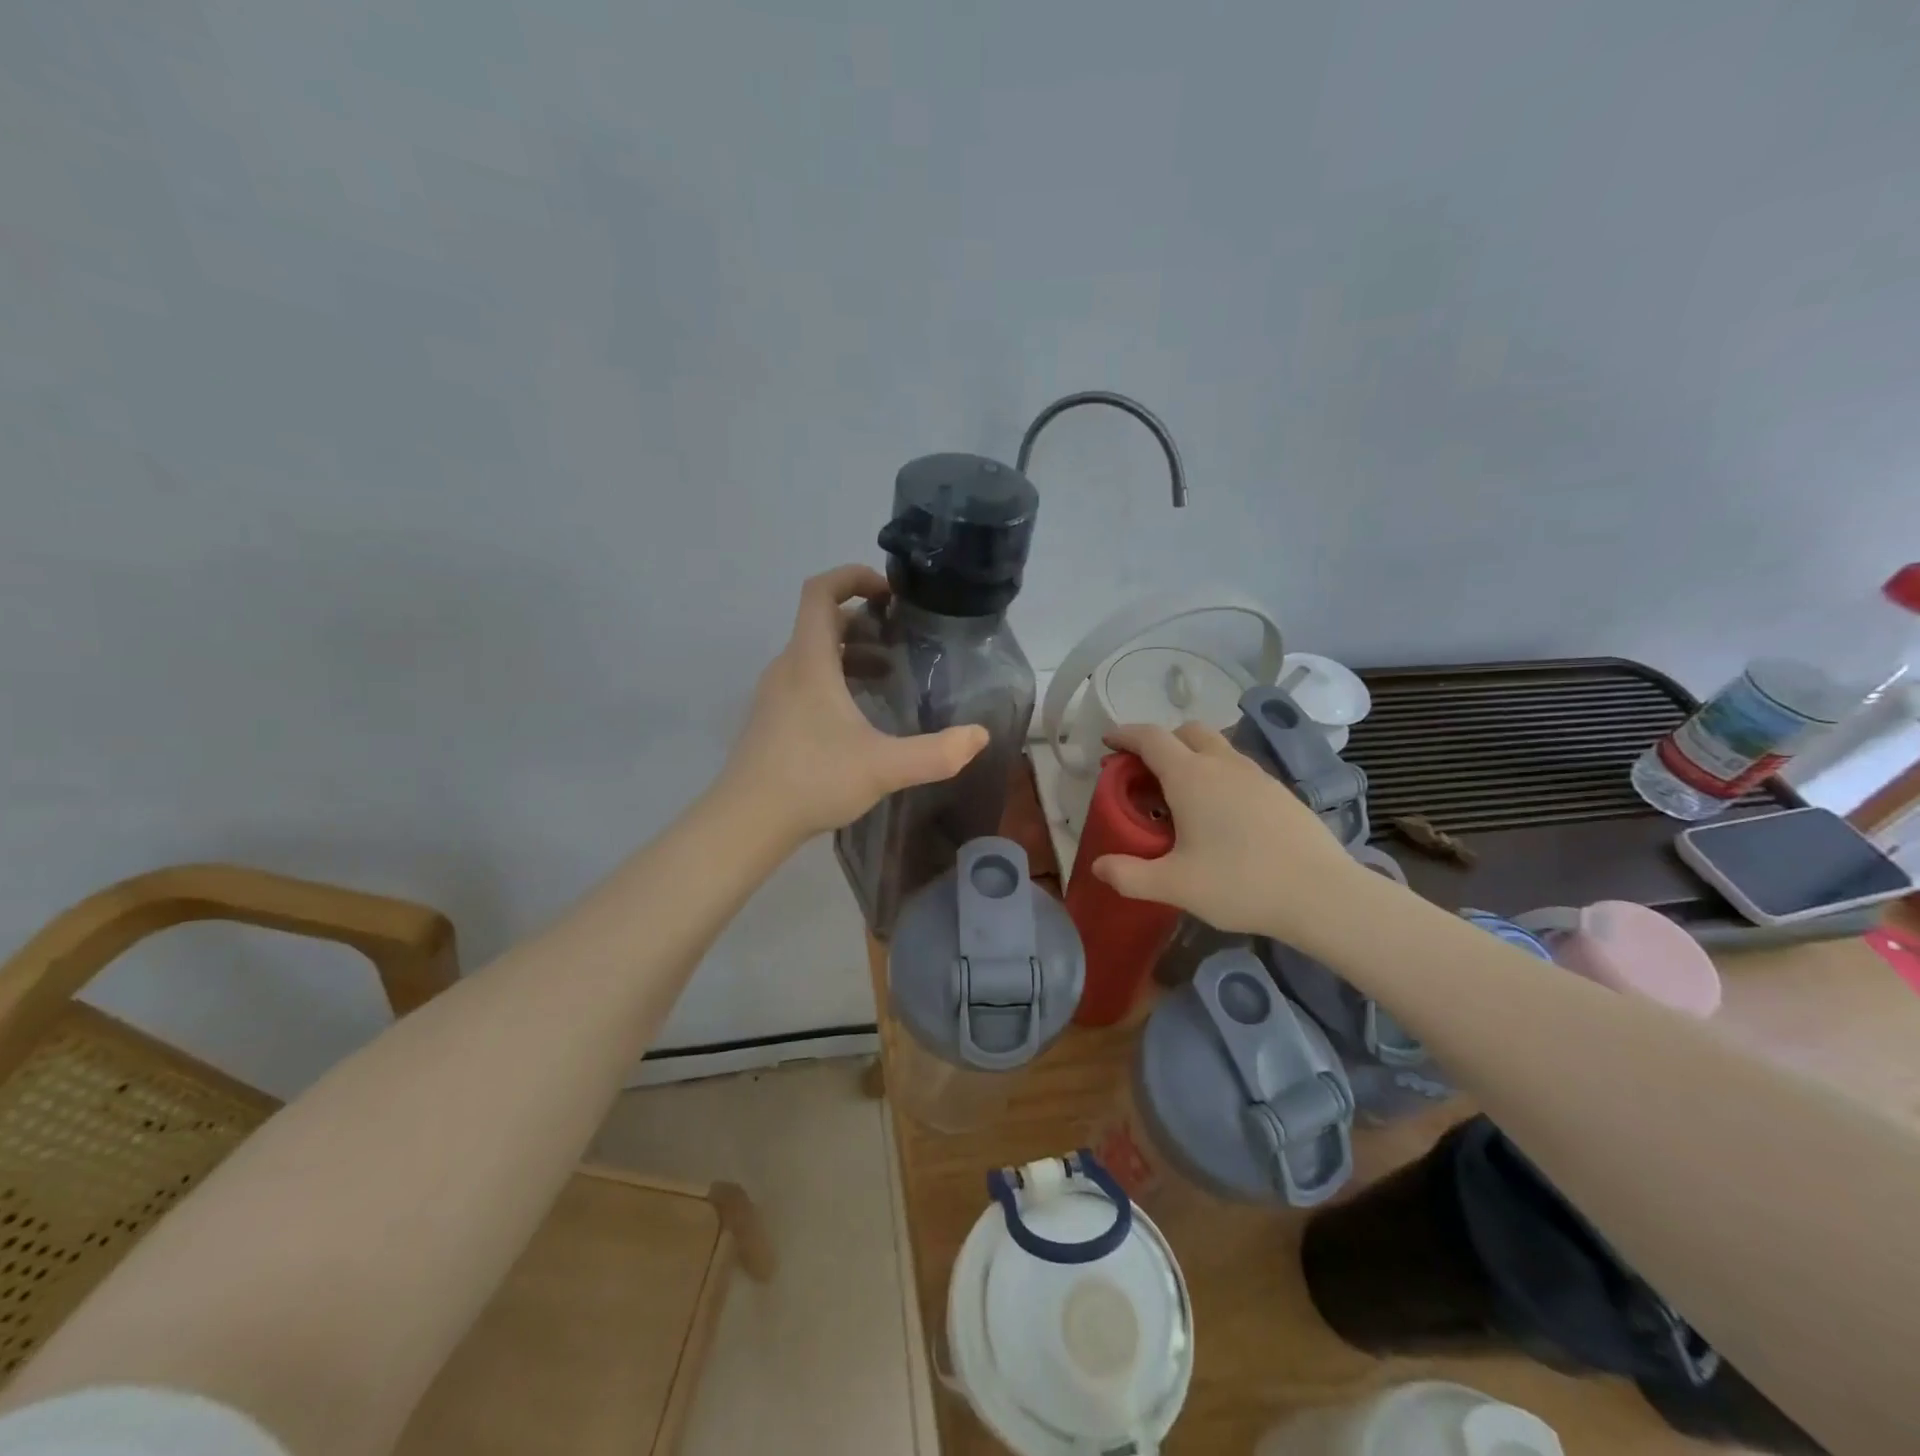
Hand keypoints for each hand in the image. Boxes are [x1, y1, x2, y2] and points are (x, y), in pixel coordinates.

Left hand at [726, 565, 988, 843]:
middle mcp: (788, 668)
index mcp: (809, 662)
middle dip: (864, 620)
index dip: (853, 576)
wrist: (747, 821)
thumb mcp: (883, 767)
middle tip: (903, 637)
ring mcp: (775, 695)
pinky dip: (837, 678)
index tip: (890, 591)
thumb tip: (979, 736)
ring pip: (814, 654)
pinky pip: (806, 679)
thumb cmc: (812, 780)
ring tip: (890, 674)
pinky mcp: (773, 719)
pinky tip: (861, 714)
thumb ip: (936, 753)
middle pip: (822, 622)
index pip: (820, 592)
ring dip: (852, 652)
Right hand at [1092, 722, 1370, 943]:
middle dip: (1161, 741)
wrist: (1323, 896)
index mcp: (1191, 777)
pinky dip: (1218, 775)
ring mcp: (1257, 775)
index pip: (1151, 738)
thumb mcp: (1175, 885)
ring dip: (1192, 757)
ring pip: (1217, 748)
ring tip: (1181, 795)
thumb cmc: (1241, 884)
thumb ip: (1130, 876)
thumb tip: (1099, 868)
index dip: (1125, 735)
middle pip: (1187, 731)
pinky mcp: (1280, 792)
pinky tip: (1221, 814)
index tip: (1108, 742)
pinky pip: (1239, 768)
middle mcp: (1223, 765)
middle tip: (1145, 772)